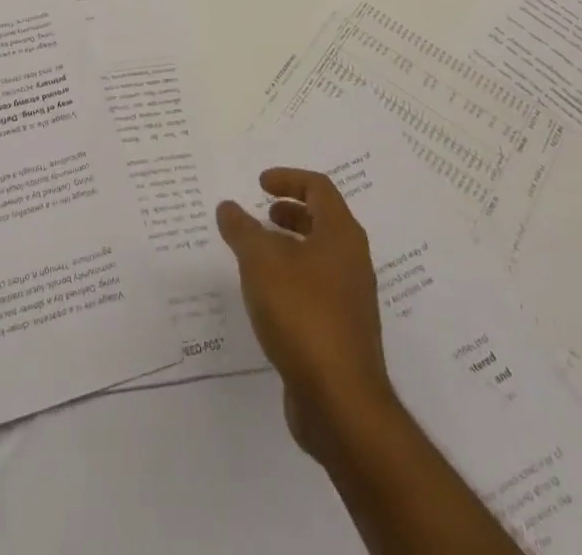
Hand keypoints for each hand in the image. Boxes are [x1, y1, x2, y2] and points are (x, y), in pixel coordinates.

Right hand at [216, 169, 397, 463]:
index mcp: (341, 235)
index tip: (259, 184)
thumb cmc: (302, 314)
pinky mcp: (343, 333)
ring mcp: (351, 300)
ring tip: (257, 256)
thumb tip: (228, 207)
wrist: (340, 402)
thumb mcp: (261, 262)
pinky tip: (267, 299)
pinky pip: (317, 290)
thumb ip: (242, 229)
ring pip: (320, 257)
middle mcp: (353, 261)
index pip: (318, 188)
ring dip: (290, 248)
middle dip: (290, 212)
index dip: (288, 179)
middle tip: (262, 215)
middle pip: (323, 221)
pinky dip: (292, 280)